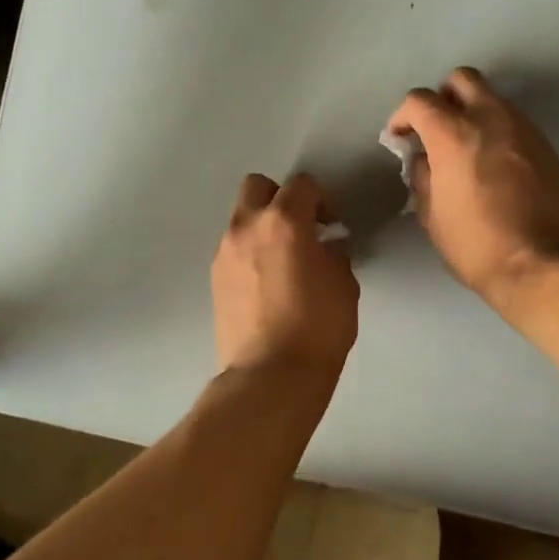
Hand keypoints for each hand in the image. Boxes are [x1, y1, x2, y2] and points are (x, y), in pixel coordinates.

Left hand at [212, 172, 358, 376]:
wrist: (270, 374)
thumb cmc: (318, 326)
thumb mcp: (343, 284)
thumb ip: (333, 253)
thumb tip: (324, 246)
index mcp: (283, 221)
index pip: (301, 184)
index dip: (321, 198)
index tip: (331, 223)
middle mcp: (247, 227)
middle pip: (257, 186)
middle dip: (280, 198)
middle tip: (300, 227)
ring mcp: (224, 252)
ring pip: (241, 219)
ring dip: (262, 227)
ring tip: (282, 261)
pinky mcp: (214, 279)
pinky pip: (233, 249)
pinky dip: (249, 253)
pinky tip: (266, 283)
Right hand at [386, 67, 558, 308]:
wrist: (544, 264)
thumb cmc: (477, 245)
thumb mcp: (432, 216)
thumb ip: (422, 177)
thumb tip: (424, 159)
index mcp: (453, 134)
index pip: (419, 100)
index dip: (402, 116)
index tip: (401, 138)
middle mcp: (491, 118)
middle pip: (462, 79)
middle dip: (443, 97)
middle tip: (437, 129)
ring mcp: (524, 129)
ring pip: (494, 99)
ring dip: (474, 113)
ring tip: (468, 150)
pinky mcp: (547, 146)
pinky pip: (515, 124)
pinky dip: (499, 133)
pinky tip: (496, 166)